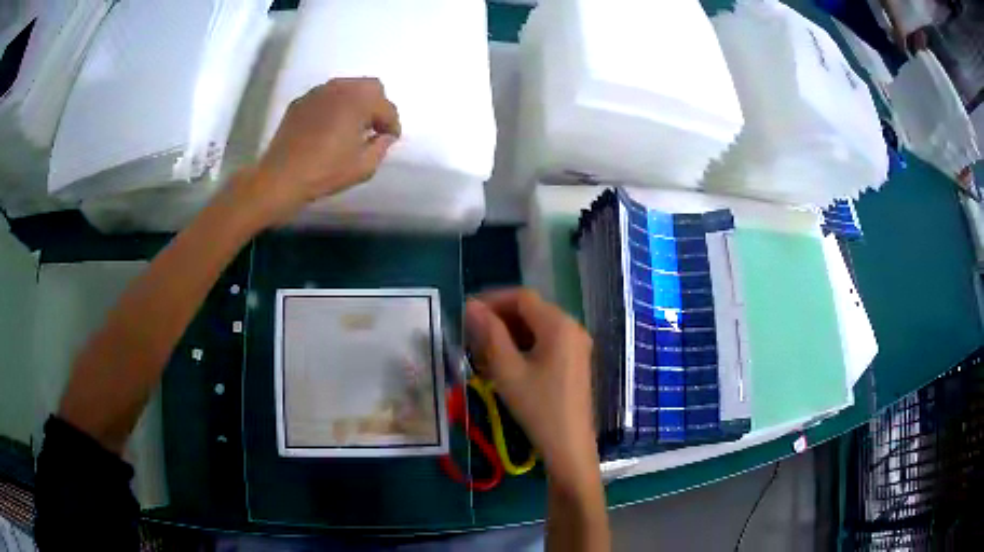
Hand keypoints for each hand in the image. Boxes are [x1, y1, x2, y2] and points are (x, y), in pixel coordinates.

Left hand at [233, 78, 400, 226]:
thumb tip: (383, 136)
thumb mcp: (364, 166)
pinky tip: (328, 127)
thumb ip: (381, 146)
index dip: (392, 124)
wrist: (281, 177)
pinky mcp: (300, 102)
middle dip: (376, 106)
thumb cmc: (325, 171)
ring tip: (350, 126)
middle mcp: (339, 88)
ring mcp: (317, 92)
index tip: (389, 139)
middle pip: (370, 87)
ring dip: (354, 103)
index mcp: (359, 100)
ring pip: (346, 88)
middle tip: (372, 128)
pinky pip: (325, 97)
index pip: (386, 107)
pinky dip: (333, 107)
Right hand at [465, 289, 598, 490]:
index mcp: (559, 324)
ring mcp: (577, 344)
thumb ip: (489, 333)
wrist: (569, 444)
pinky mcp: (575, 360)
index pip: (522, 297)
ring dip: (510, 333)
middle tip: (472, 334)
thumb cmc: (537, 407)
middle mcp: (572, 327)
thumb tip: (471, 306)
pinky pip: (547, 341)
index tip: (466, 313)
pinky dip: (524, 345)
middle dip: (500, 318)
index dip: (492, 300)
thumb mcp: (507, 370)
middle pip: (531, 310)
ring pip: (537, 326)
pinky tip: (506, 363)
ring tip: (484, 350)